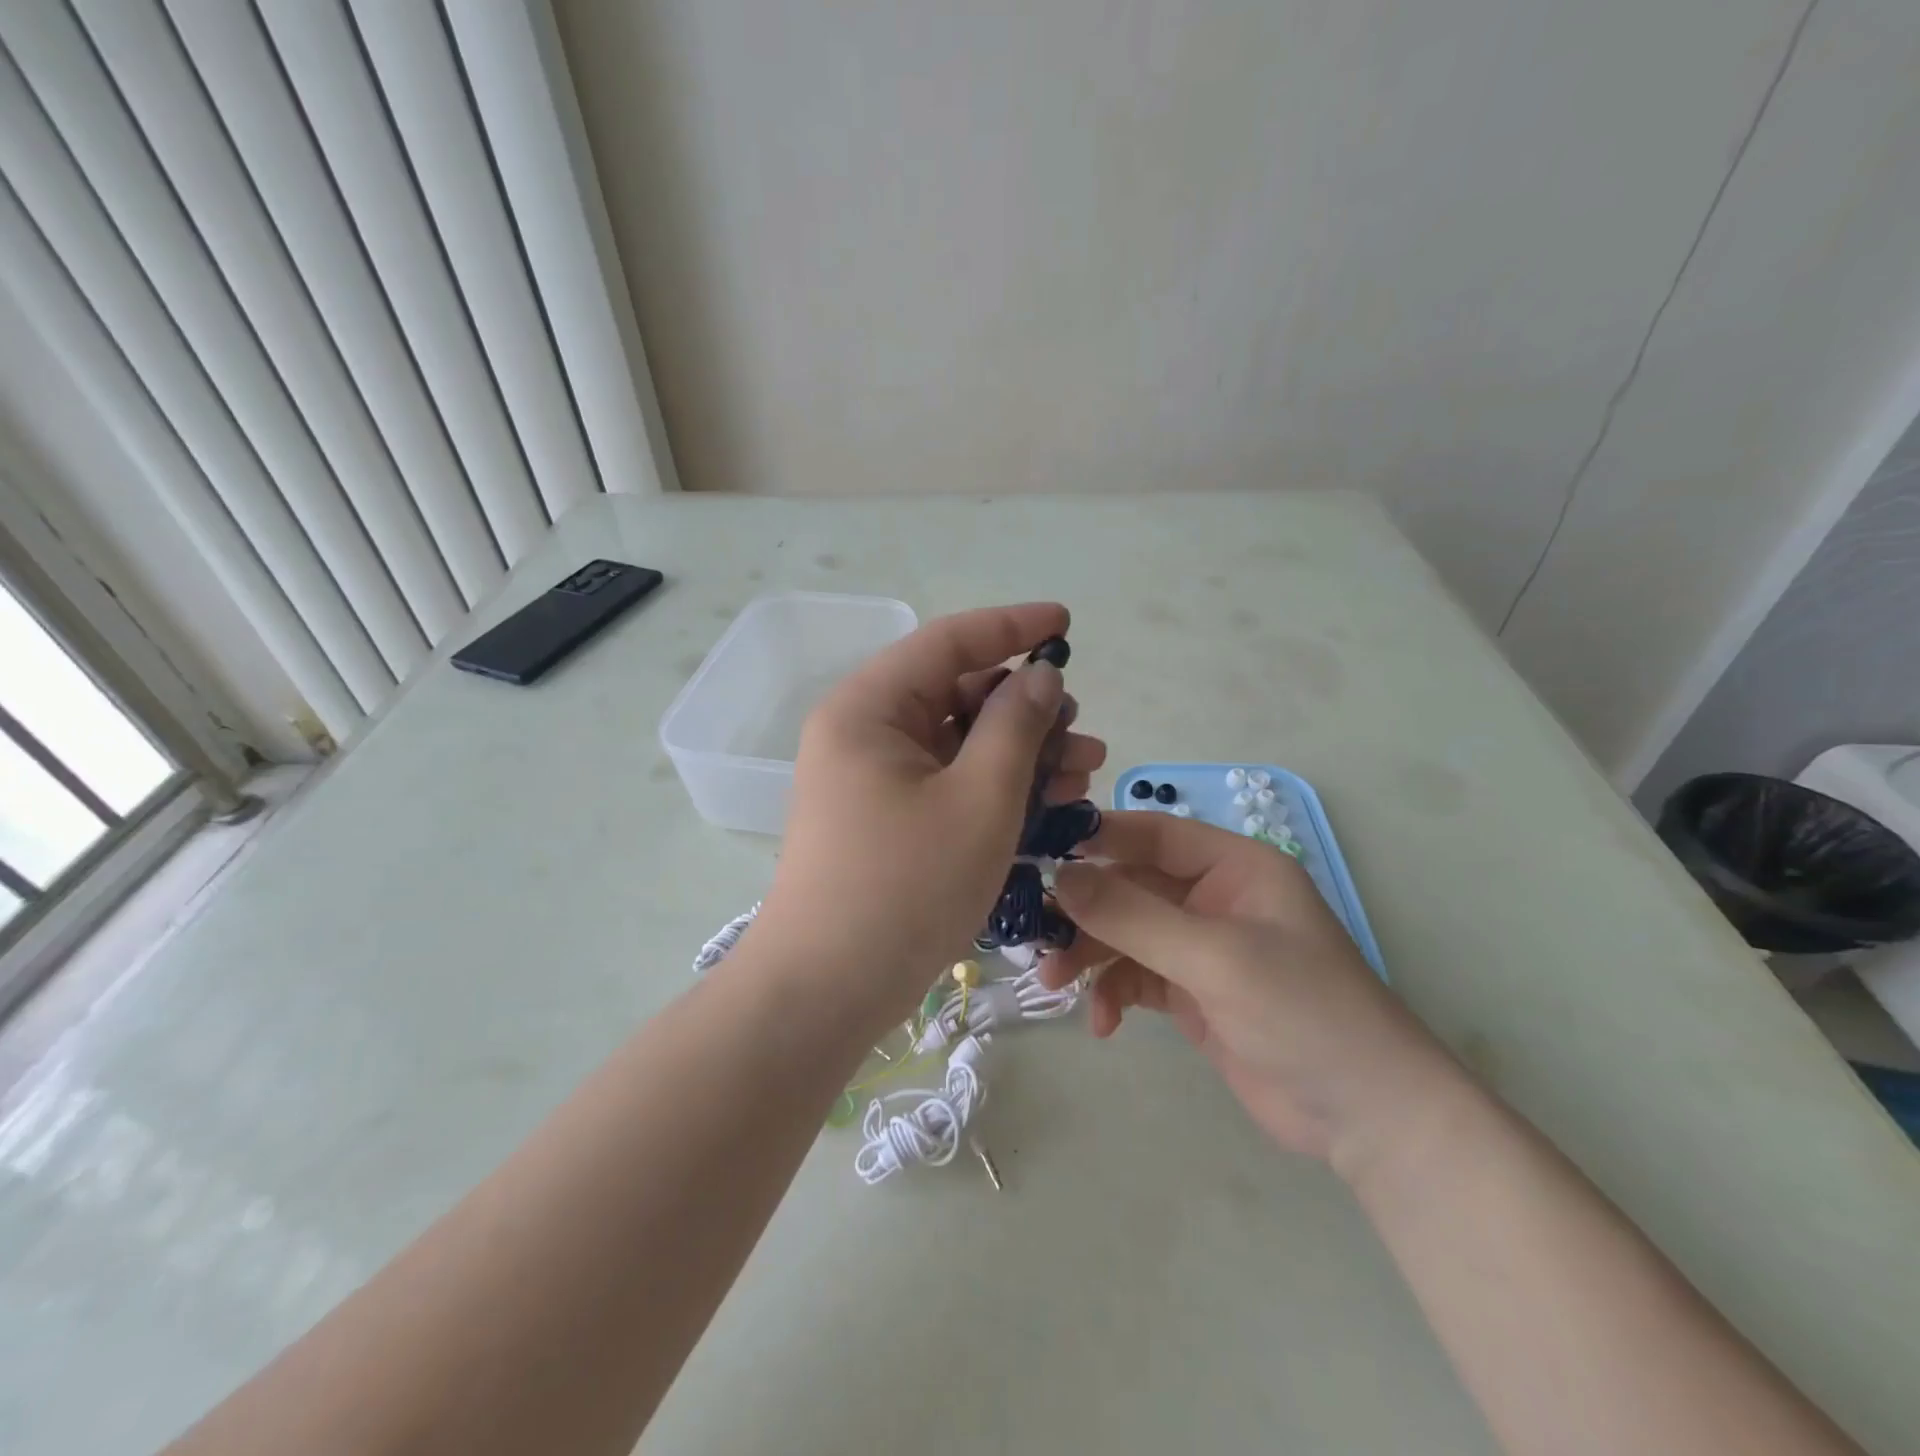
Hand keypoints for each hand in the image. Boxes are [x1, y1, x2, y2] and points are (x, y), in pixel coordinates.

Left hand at [754, 604, 1105, 1032]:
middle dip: (1025, 707)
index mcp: (869, 707)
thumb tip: (1039, 676)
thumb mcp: (979, 800)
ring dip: (1020, 751)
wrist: (827, 991)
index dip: (1013, 627)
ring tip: (1083, 771)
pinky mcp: (884, 816)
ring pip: (958, 741)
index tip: (1067, 623)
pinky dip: (994, 786)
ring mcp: (871, 777)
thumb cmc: (905, 888)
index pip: (949, 641)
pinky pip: (947, 781)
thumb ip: (1015, 726)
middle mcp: (864, 731)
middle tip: (1083, 731)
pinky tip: (1047, 802)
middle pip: (955, 692)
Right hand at [1039, 811, 1460, 1167]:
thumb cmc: (1302, 1012)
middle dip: (1084, 911)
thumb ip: (1133, 915)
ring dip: (1089, 956)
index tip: (1040, 854)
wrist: (1366, 1117)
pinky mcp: (1192, 993)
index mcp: (1233, 866)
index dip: (1097, 838)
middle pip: (1130, 886)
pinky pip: (1136, 977)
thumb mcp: (1214, 956)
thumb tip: (1059, 878)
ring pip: (1125, 933)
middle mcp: (1213, 898)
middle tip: (1035, 934)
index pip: (1153, 833)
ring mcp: (1201, 948)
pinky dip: (1114, 994)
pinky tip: (1103, 1025)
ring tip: (1054, 985)